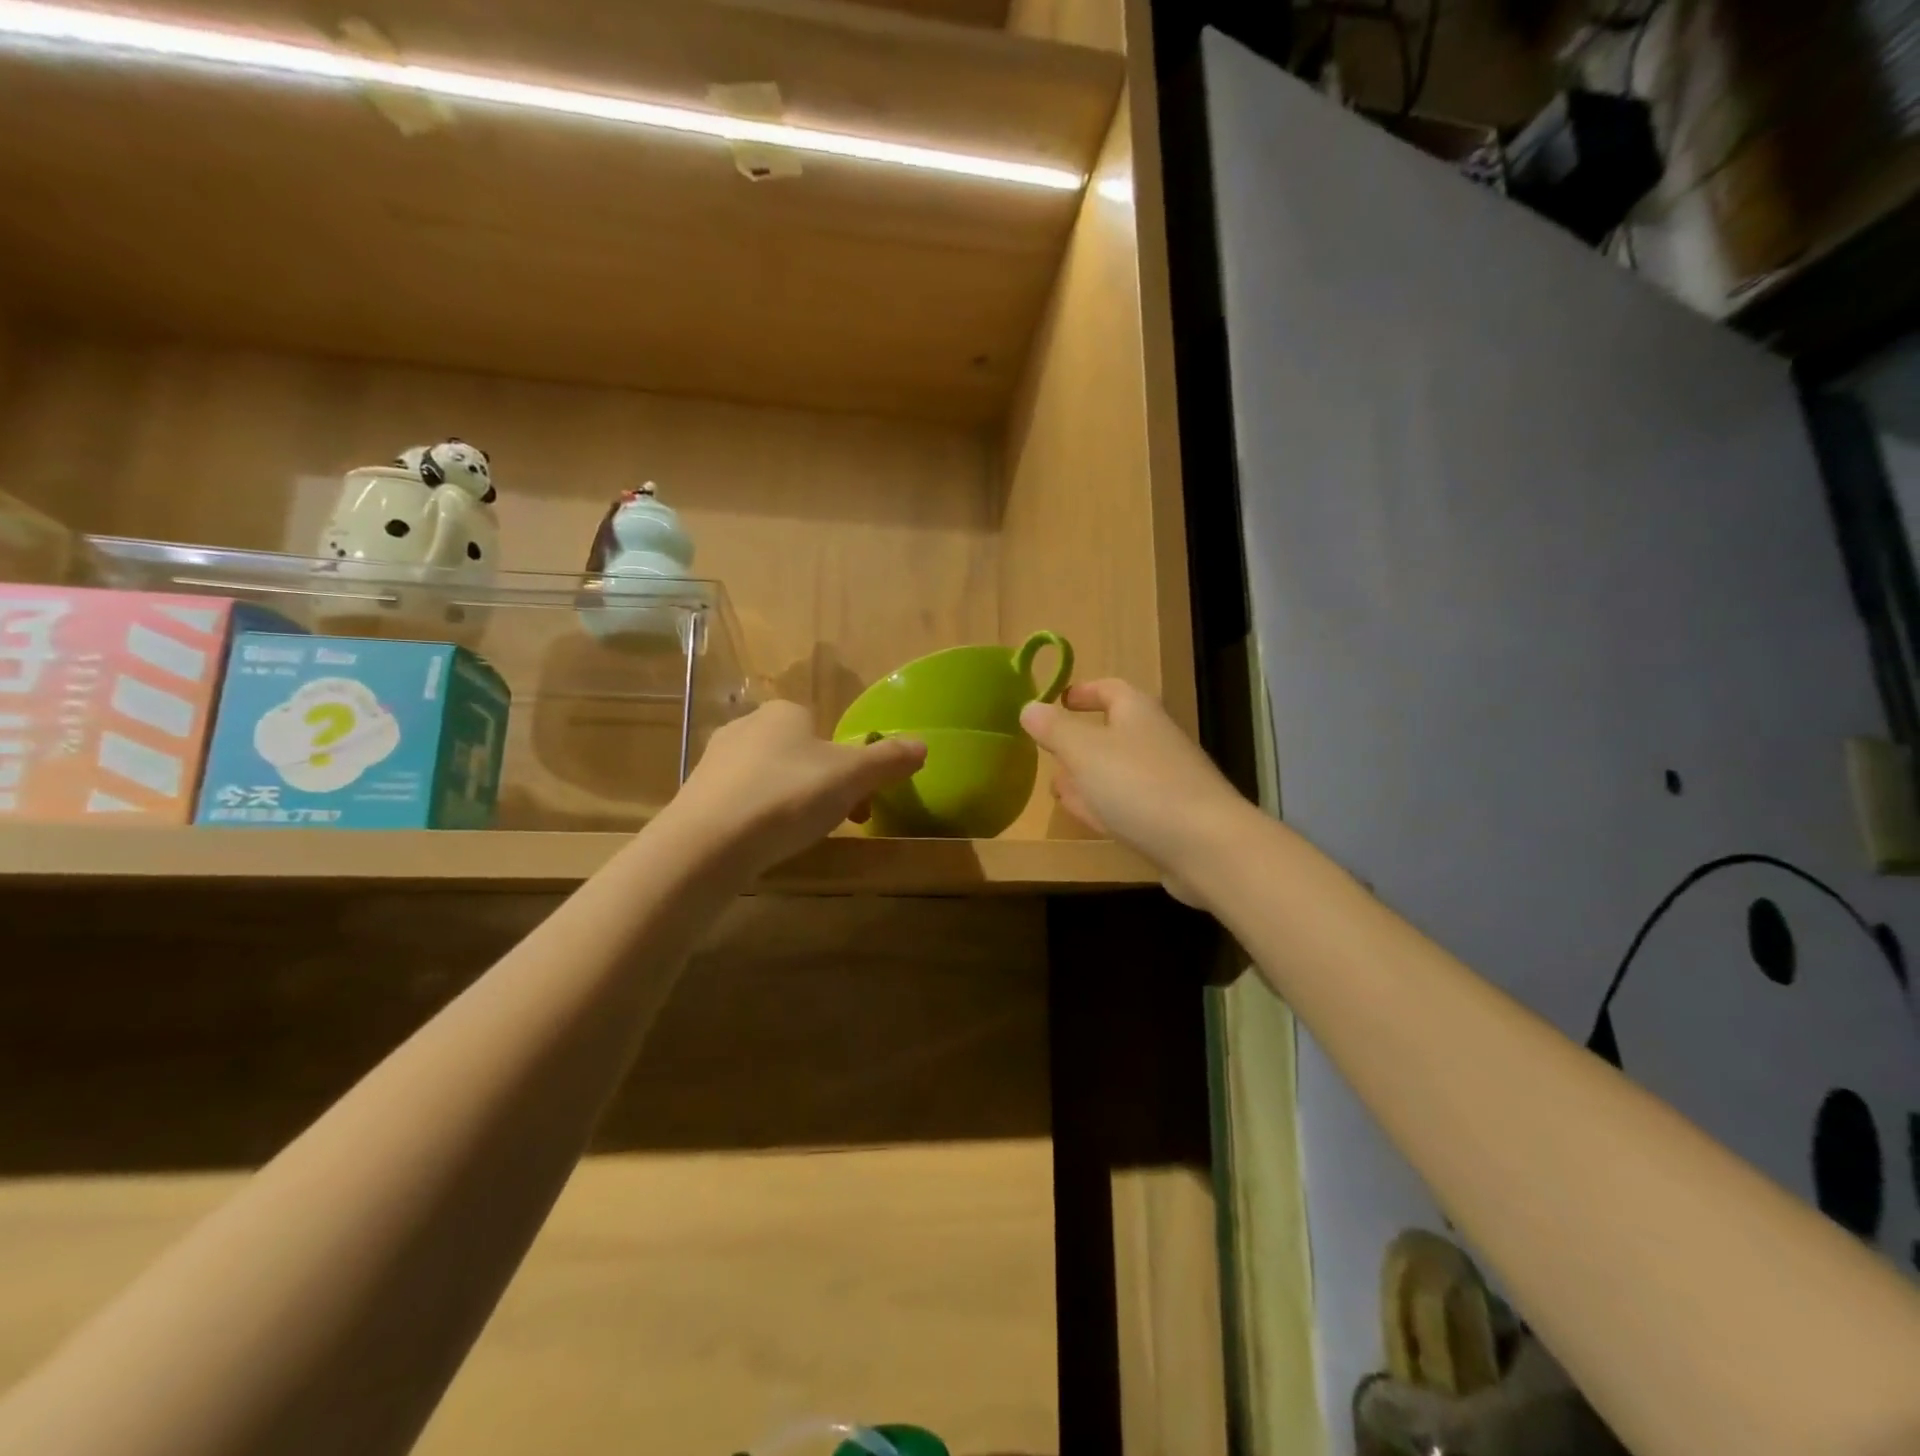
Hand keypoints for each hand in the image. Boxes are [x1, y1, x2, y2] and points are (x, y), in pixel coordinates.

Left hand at [659, 700, 924, 881]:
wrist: (709, 843)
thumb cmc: (789, 796)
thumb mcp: (852, 777)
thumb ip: (888, 759)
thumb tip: (923, 745)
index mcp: (784, 712)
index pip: (825, 730)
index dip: (850, 765)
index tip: (861, 802)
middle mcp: (746, 726)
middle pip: (800, 755)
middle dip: (825, 787)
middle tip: (840, 823)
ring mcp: (716, 761)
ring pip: (771, 778)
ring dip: (793, 802)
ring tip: (802, 838)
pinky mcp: (696, 796)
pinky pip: (743, 802)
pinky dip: (761, 818)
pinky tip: (766, 843)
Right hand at [1021, 679, 1252, 906]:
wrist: (1207, 846)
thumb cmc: (1139, 786)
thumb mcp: (1085, 751)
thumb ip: (1054, 729)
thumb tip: (1028, 707)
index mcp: (1137, 712)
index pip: (1109, 688)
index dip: (1082, 692)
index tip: (1057, 701)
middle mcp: (1154, 740)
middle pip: (1113, 731)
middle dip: (1079, 740)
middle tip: (1048, 750)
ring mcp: (1165, 781)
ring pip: (1118, 770)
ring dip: (1088, 776)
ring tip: (1057, 787)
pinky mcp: (1169, 818)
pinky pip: (1128, 804)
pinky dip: (1104, 805)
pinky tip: (1088, 817)